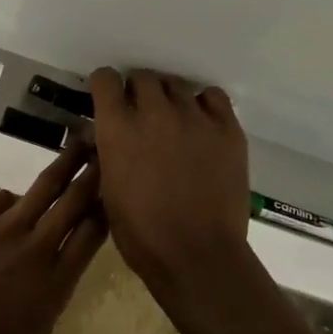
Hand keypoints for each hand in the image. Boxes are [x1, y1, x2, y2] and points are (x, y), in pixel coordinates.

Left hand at [0, 143, 104, 333]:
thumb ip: (41, 312)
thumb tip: (45, 290)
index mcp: (53, 286)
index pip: (91, 237)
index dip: (106, 210)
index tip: (116, 191)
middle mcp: (36, 249)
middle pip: (73, 202)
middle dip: (93, 175)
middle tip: (107, 150)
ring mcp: (2, 227)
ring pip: (43, 188)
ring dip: (64, 164)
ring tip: (79, 144)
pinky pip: (0, 200)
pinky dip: (9, 201)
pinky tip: (10, 203)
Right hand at [89, 68, 255, 322]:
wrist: (197, 256)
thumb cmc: (142, 233)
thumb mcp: (107, 189)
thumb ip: (107, 150)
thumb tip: (107, 133)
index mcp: (118, 127)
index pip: (106, 78)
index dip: (106, 87)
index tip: (109, 100)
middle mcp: (154, 111)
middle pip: (143, 77)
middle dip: (138, 92)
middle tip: (142, 115)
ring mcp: (194, 117)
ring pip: (177, 84)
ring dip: (169, 98)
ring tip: (173, 121)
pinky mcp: (227, 128)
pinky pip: (213, 96)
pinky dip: (203, 104)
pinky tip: (201, 124)